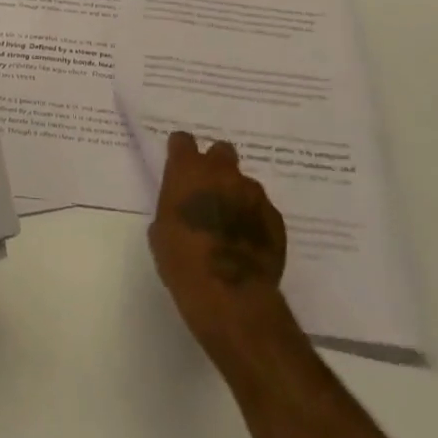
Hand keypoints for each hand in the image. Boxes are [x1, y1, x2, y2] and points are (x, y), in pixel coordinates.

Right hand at [149, 131, 288, 360]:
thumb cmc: (183, 262)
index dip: (181, 153)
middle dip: (216, 166)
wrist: (230, 296)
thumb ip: (172, 208)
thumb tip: (181, 210)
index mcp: (188, 170)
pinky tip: (248, 244)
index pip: (182, 141)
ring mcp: (253, 193)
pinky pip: (263, 211)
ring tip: (232, 226)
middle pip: (221, 152)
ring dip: (237, 196)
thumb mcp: (162, 232)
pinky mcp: (275, 218)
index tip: (179, 168)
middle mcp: (222, 172)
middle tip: (209, 192)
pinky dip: (255, 220)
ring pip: (245, 183)